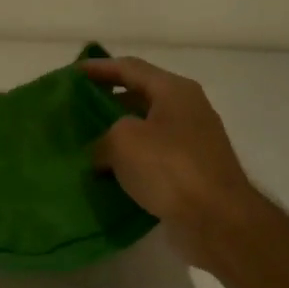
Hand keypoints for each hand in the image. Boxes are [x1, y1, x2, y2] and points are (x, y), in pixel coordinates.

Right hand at [82, 56, 257, 260]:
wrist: (216, 219)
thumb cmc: (170, 168)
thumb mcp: (123, 141)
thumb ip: (102, 138)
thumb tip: (101, 154)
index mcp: (174, 91)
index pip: (130, 68)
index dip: (99, 68)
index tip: (72, 75)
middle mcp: (186, 110)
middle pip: (139, 97)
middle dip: (106, 104)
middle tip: (75, 113)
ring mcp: (191, 143)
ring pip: (145, 131)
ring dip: (116, 137)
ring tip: (85, 146)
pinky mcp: (190, 173)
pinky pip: (152, 159)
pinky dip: (129, 163)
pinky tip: (107, 175)